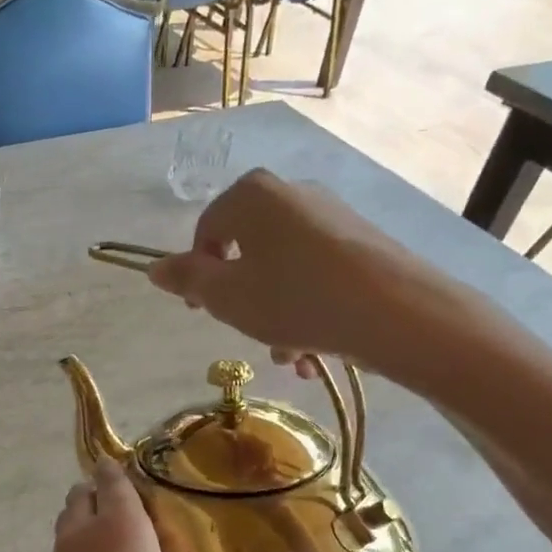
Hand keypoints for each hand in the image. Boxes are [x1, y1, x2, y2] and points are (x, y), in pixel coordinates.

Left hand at [11, 459, 319, 551]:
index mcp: (116, 530)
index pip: (112, 477)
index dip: (124, 467)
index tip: (150, 468)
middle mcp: (79, 540)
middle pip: (82, 496)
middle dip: (105, 492)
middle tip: (148, 506)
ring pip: (68, 528)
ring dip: (90, 523)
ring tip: (132, 542)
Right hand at [147, 169, 483, 392]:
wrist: (396, 311)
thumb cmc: (294, 299)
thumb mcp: (226, 296)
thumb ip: (186, 280)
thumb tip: (155, 267)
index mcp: (251, 196)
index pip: (205, 230)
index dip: (198, 274)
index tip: (202, 312)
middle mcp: (290, 193)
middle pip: (247, 251)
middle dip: (244, 301)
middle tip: (251, 336)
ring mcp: (331, 215)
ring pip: (283, 268)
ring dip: (276, 315)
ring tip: (291, 358)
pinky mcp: (362, 240)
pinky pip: (317, 273)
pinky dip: (309, 307)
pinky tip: (318, 350)